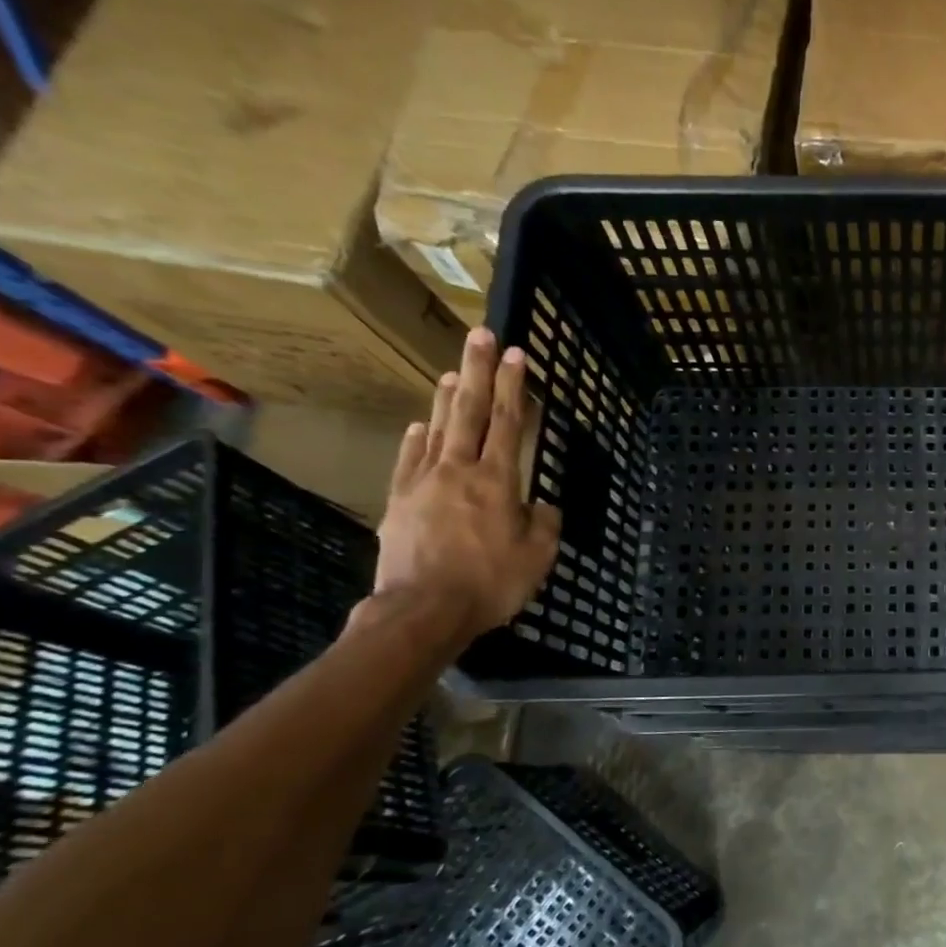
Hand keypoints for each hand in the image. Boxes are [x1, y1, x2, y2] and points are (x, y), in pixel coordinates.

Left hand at [372, 327, 559, 642]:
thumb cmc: (490, 582)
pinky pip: (409, 461)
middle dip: (478, 372)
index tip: (517, 354)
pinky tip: (419, 425)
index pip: (507, 423)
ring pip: (437, 430)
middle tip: (480, 336)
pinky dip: (416, 439)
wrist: (423, 610)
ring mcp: (424, 483)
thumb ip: (544, 523)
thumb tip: (541, 505)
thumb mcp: (538, 556)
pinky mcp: (400, 502)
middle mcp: (459, 471)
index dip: (514, 387)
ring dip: (445, 397)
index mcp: (497, 481)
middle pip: (468, 412)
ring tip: (452, 370)